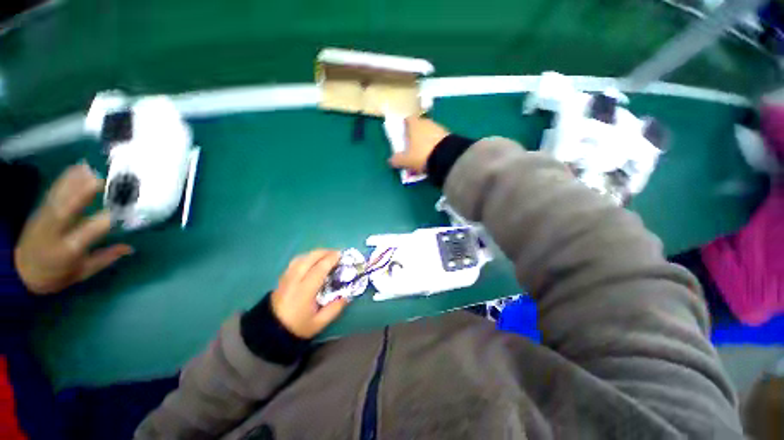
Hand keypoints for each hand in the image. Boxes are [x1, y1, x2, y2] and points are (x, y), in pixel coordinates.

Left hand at [14, 164, 132, 294]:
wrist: (20, 271)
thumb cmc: (55, 275)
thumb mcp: (81, 273)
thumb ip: (105, 259)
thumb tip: (129, 248)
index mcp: (67, 250)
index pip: (89, 232)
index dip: (107, 220)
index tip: (126, 210)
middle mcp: (54, 231)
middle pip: (68, 208)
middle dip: (84, 193)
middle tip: (105, 181)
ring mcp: (44, 218)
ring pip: (60, 196)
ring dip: (76, 181)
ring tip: (94, 170)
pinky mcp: (40, 209)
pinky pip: (54, 190)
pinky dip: (66, 178)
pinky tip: (78, 167)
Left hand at [271, 249, 348, 338]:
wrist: (270, 332)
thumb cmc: (297, 327)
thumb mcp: (319, 323)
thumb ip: (335, 308)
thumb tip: (347, 295)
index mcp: (305, 290)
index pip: (319, 269)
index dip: (331, 259)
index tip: (341, 255)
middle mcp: (295, 280)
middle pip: (309, 258)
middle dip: (324, 252)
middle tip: (336, 253)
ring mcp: (286, 277)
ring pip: (301, 258)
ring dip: (315, 253)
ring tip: (326, 255)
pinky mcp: (282, 278)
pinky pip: (295, 262)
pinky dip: (307, 257)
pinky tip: (312, 261)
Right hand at [388, 117, 449, 173]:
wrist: (447, 157)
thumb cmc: (422, 154)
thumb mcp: (406, 160)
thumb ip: (397, 159)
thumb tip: (391, 160)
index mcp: (414, 124)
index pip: (407, 120)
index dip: (404, 126)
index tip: (403, 135)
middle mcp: (426, 122)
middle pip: (419, 126)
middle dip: (415, 135)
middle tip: (412, 147)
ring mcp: (439, 128)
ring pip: (429, 133)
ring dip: (426, 141)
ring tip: (424, 154)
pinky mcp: (449, 136)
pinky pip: (438, 139)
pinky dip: (435, 145)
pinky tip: (434, 155)